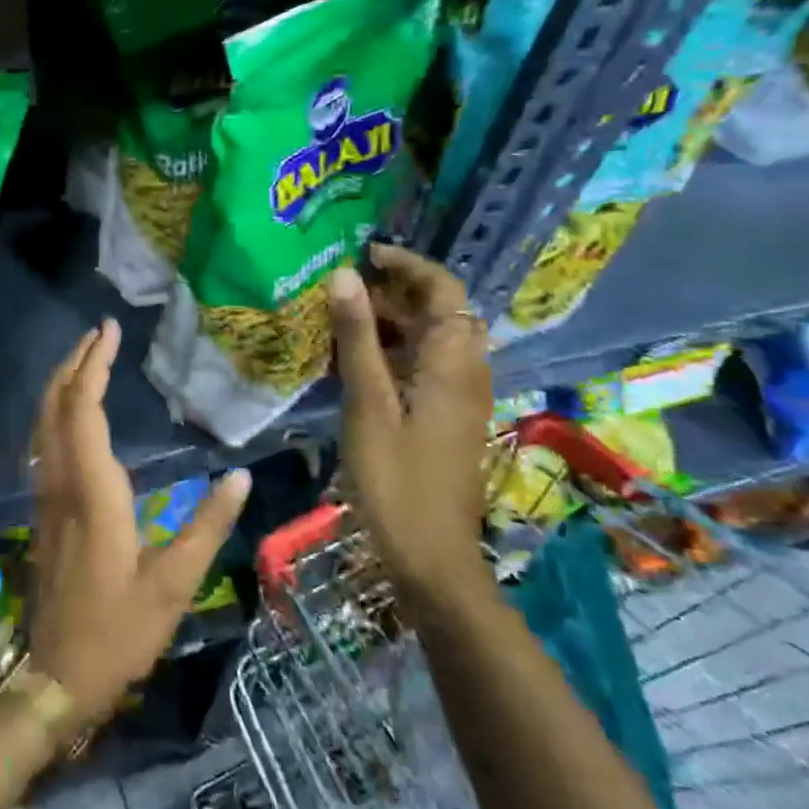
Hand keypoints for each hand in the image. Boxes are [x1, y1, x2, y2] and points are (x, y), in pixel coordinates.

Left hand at [28, 318, 250, 728]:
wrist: (55, 673)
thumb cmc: (118, 630)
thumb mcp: (174, 584)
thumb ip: (207, 526)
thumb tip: (241, 476)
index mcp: (92, 492)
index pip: (82, 410)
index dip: (92, 366)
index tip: (109, 331)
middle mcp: (60, 482)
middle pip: (55, 405)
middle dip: (74, 362)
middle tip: (100, 332)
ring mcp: (46, 494)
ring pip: (43, 421)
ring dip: (62, 382)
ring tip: (87, 357)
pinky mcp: (43, 507)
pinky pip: (44, 441)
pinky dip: (57, 409)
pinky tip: (75, 410)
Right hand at [327, 245, 493, 596]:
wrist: (431, 556)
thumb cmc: (397, 479)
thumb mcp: (369, 404)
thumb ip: (359, 338)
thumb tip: (344, 276)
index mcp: (454, 363)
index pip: (443, 290)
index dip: (408, 264)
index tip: (363, 253)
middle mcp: (467, 372)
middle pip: (440, 311)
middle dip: (395, 289)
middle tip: (343, 285)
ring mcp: (460, 397)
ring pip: (432, 339)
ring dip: (392, 319)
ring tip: (341, 315)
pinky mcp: (448, 417)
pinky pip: (425, 364)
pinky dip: (395, 349)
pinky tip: (356, 360)